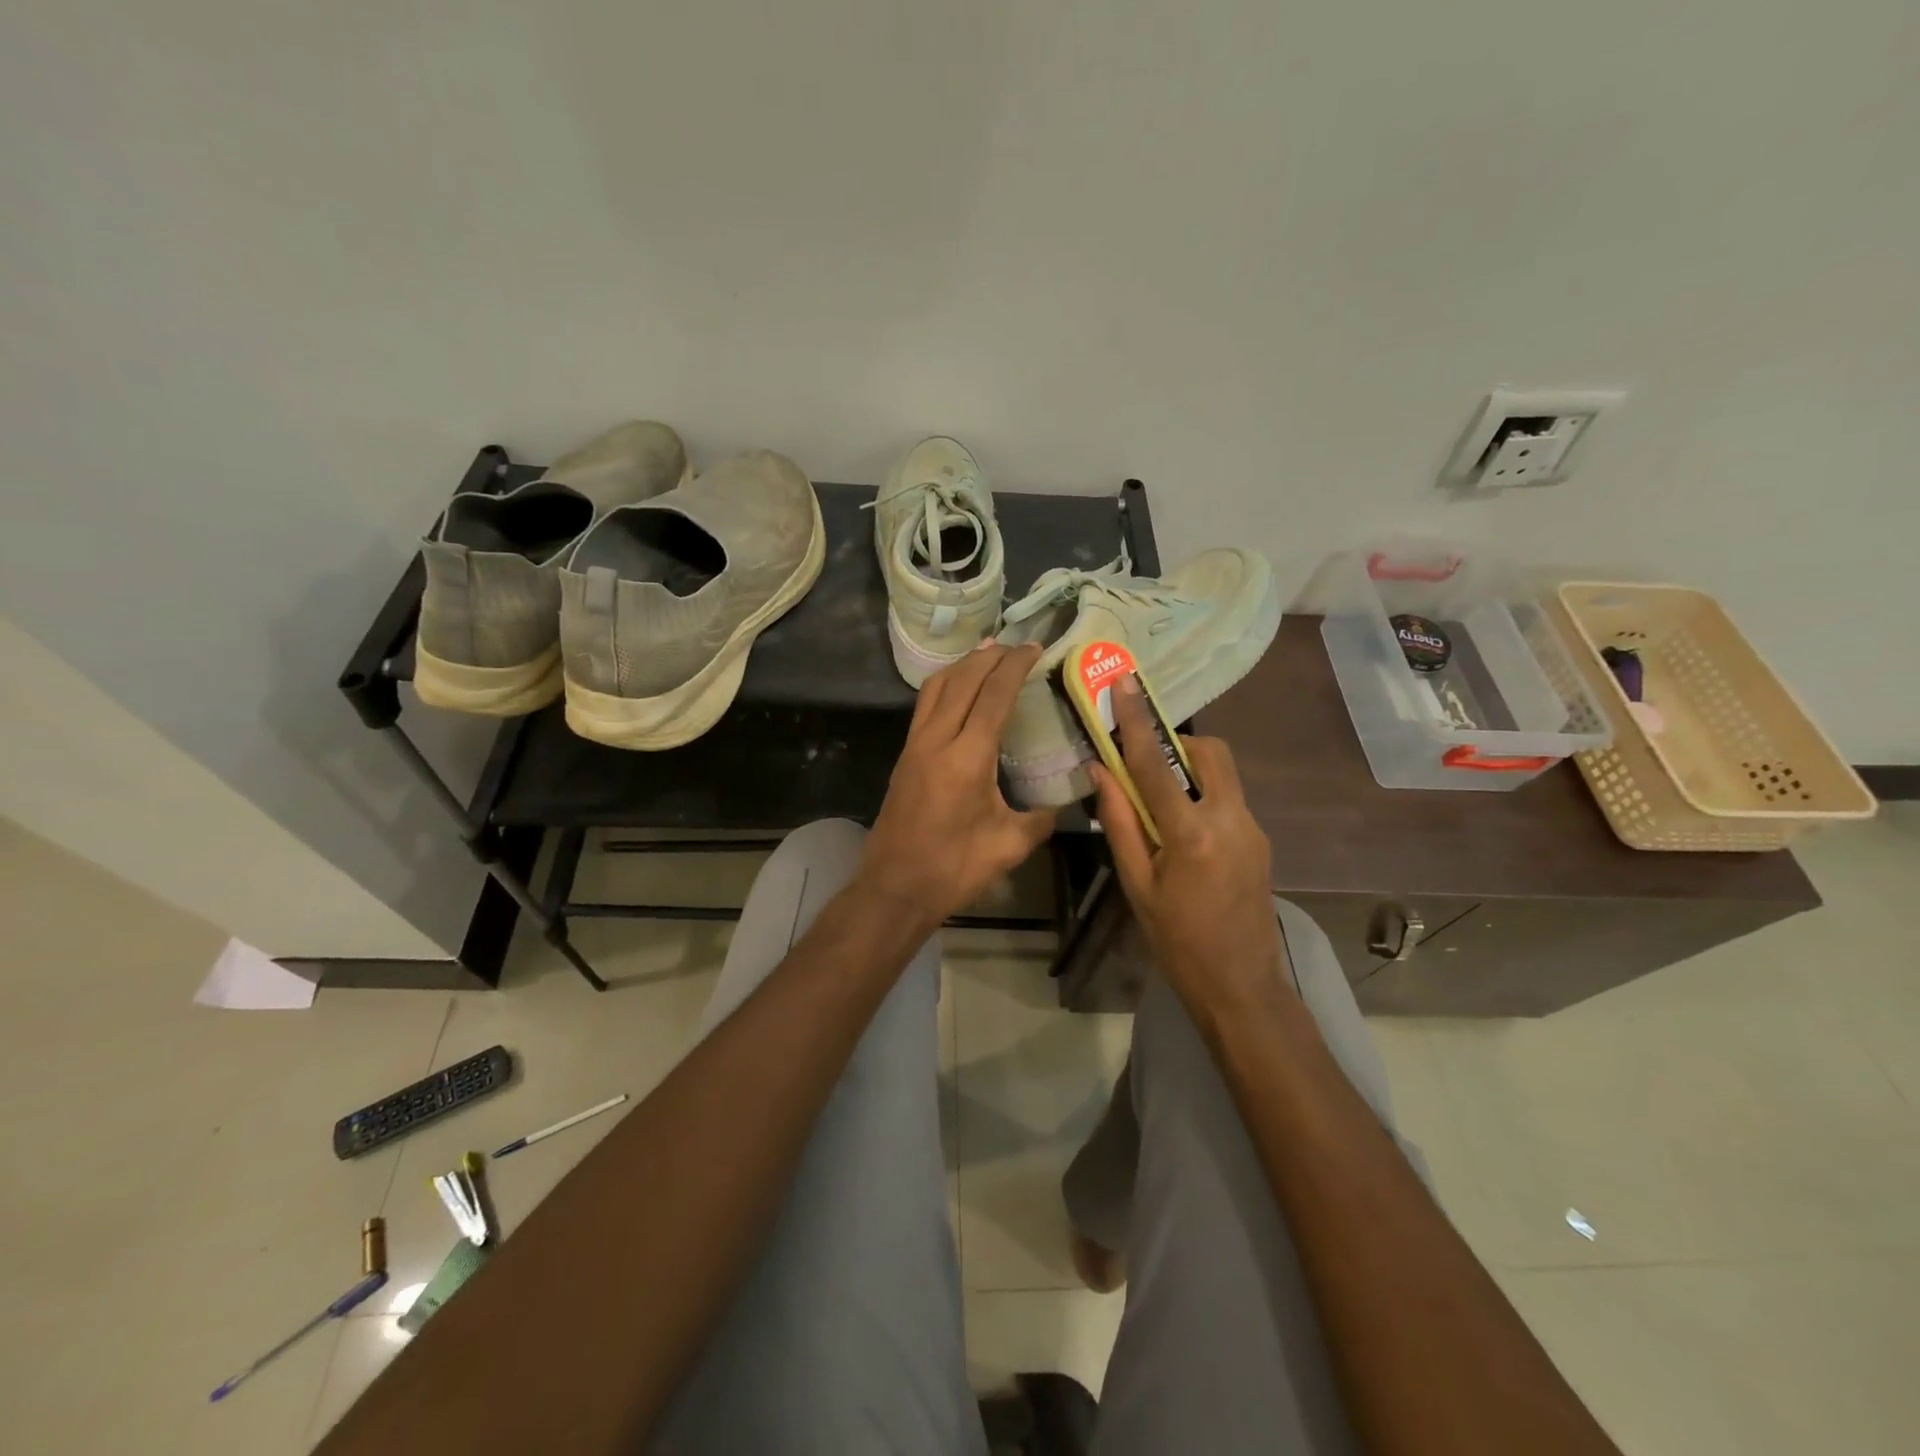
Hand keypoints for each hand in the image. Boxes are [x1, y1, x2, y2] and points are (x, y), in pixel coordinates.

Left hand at [859, 643, 1058, 932]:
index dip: (1015, 666)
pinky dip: (946, 685)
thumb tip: (1063, 803)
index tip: (1033, 647)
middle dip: (989, 656)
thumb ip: (1042, 819)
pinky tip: (959, 690)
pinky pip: (925, 705)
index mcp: (967, 757)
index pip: (993, 695)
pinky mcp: (904, 757)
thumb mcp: (1009, 846)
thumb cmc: (954, 869)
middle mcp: (937, 740)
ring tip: (986, 653)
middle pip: (962, 680)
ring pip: (937, 688)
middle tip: (1014, 644)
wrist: (894, 888)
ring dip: (963, 665)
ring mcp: (914, 746)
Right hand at [1092, 674, 1287, 1010]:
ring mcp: (1253, 828)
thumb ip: (1120, 823)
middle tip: (1143, 762)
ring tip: (1158, 804)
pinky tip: (1181, 832)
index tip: (1125, 684)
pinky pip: (1227, 798)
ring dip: (1188, 770)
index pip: (1156, 764)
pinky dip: (1200, 796)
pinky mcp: (1260, 840)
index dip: (1136, 722)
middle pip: (1209, 752)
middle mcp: (1231, 819)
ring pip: (1222, 774)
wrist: (1242, 985)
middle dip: (1176, 743)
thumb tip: (1100, 772)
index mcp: (1192, 833)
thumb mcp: (1137, 885)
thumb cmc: (1177, 941)